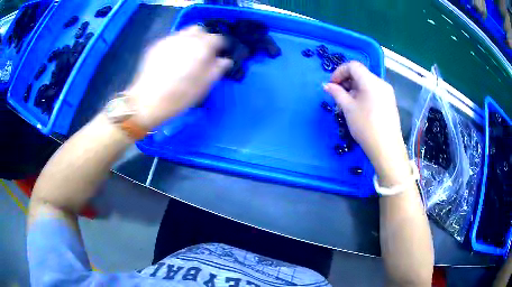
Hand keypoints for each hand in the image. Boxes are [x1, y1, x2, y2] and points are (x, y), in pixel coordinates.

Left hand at [127, 26, 231, 128]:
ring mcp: (169, 39)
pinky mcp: (156, 45)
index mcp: (201, 47)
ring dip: (190, 41)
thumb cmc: (179, 96)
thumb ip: (218, 69)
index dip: (220, 47)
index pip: (218, 38)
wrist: (146, 102)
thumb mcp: (204, 86)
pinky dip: (176, 45)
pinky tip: (171, 59)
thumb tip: (225, 60)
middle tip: (202, 54)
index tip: (218, 57)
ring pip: (185, 33)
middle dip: (205, 39)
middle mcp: (186, 38)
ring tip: (186, 56)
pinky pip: (172, 40)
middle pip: (201, 30)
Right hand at [323, 61, 409, 185]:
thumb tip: (327, 85)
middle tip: (338, 95)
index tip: (332, 85)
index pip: (353, 66)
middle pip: (361, 74)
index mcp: (371, 81)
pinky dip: (363, 94)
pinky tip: (359, 108)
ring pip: (367, 83)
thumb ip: (337, 93)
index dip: (339, 72)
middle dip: (346, 81)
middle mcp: (381, 83)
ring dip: (354, 88)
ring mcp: (387, 93)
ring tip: (347, 104)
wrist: (386, 149)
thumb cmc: (366, 126)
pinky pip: (374, 92)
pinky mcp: (390, 102)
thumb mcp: (348, 108)